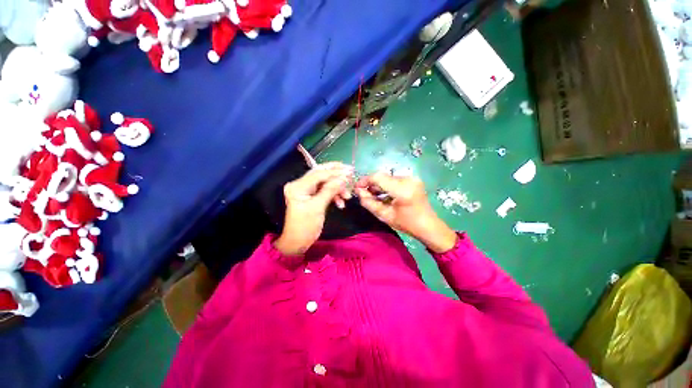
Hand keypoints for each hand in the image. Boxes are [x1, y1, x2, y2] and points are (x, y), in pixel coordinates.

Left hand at [274, 162, 353, 254]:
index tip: (350, 171)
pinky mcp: (311, 196)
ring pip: (325, 183)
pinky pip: (324, 191)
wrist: (297, 242)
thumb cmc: (305, 226)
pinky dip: (334, 195)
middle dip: (336, 174)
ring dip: (337, 188)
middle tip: (350, 173)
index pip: (318, 173)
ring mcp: (306, 190)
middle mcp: (300, 185)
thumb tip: (342, 178)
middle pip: (321, 174)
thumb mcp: (318, 207)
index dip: (335, 172)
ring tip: (347, 196)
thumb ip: (330, 190)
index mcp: (298, 186)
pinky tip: (340, 203)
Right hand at [354, 173, 457, 252]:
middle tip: (364, 194)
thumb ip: (369, 203)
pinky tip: (384, 195)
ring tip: (374, 196)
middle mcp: (408, 179)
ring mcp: (412, 178)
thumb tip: (359, 192)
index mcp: (402, 190)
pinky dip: (386, 185)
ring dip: (379, 185)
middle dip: (371, 184)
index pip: (378, 177)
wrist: (429, 226)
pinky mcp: (413, 180)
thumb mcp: (385, 216)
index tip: (357, 188)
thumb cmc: (407, 224)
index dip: (365, 181)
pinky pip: (394, 179)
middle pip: (383, 176)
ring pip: (388, 177)